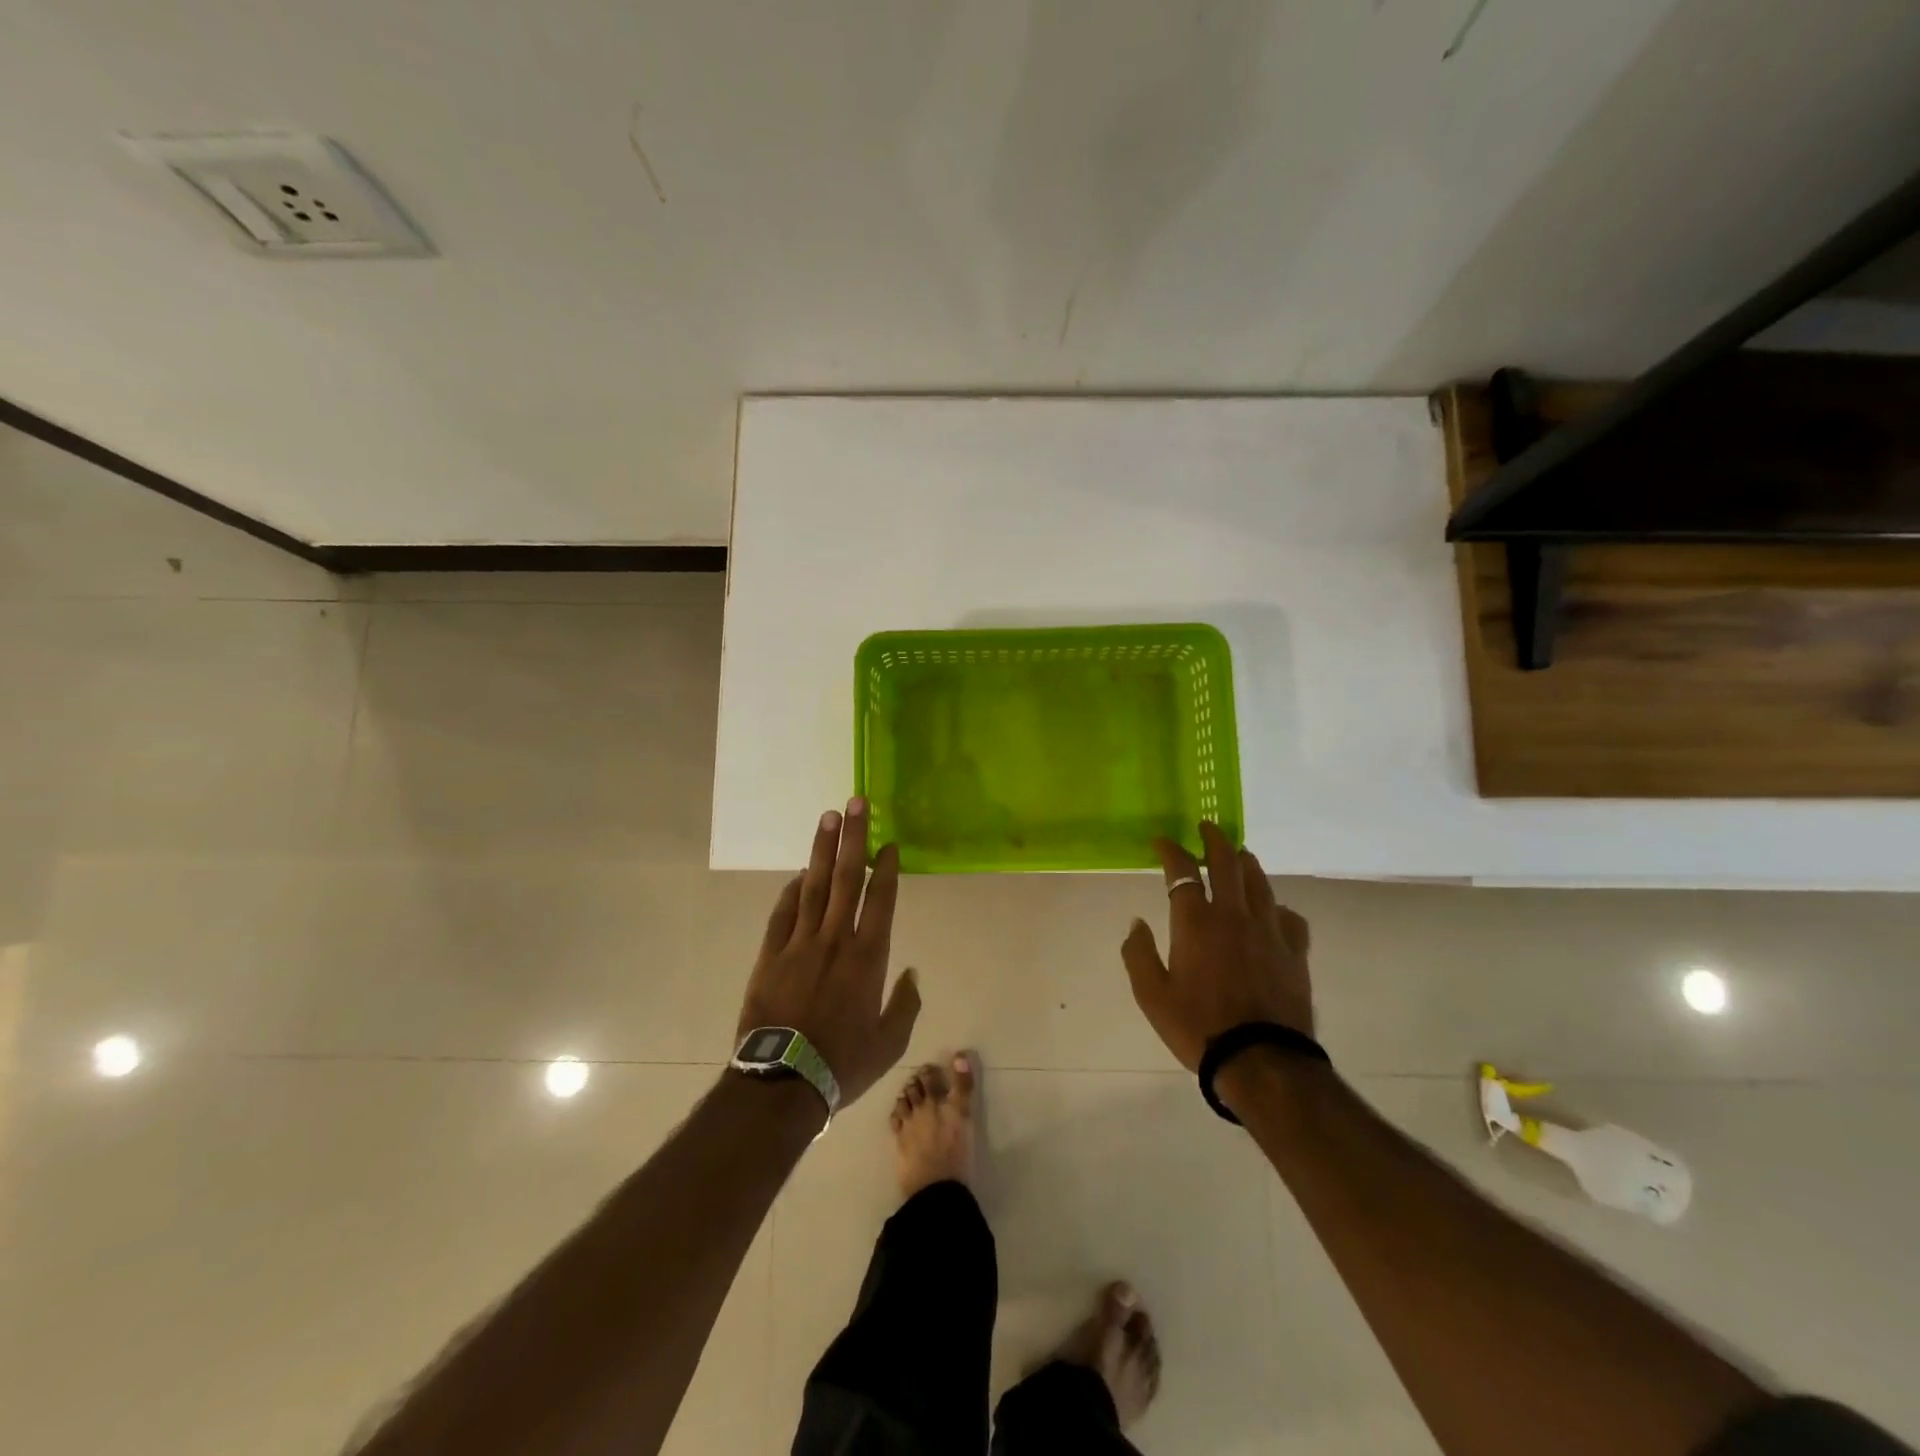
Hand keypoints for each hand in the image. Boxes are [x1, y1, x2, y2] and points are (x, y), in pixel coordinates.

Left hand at [737, 798, 920, 1107]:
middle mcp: (834, 939)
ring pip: (813, 887)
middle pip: (846, 878)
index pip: (880, 899)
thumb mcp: (890, 1043)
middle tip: (854, 803)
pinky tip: (798, 874)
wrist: (782, 1083)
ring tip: (827, 818)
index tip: (888, 841)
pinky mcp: (770, 956)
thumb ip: (905, 1004)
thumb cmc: (843, 1063)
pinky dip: (791, 891)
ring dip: (822, 851)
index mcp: (868, 957)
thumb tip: (912, 973)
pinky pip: (782, 914)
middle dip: (852, 838)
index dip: (886, 867)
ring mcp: (799, 944)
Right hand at [1120, 822, 1313, 1071]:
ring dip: (1246, 863)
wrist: (1261, 1061)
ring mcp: (1269, 931)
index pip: (1182, 871)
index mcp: (1196, 922)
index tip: (1163, 842)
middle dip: (1214, 840)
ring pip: (1260, 883)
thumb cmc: (1198, 1027)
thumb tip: (1136, 923)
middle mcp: (1233, 915)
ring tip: (1239, 855)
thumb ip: (1138, 954)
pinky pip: (1290, 917)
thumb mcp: (1151, 995)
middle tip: (1208, 827)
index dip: (1171, 850)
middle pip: (1227, 863)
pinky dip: (1278, 907)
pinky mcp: (1294, 952)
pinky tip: (1274, 911)